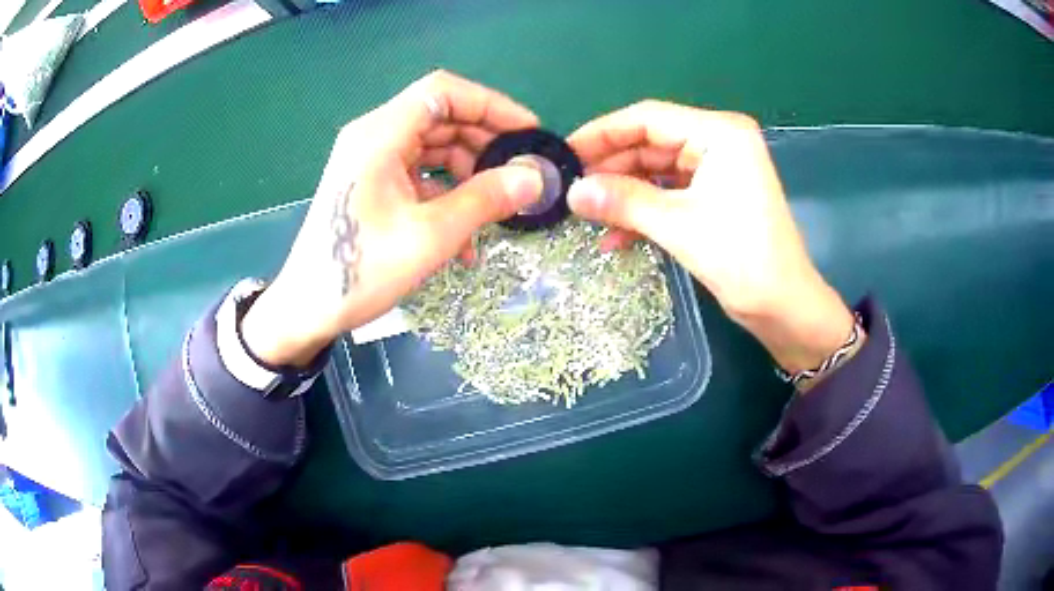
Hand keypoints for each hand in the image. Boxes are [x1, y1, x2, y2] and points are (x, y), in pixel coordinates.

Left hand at [241, 71, 543, 366]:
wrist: (308, 308)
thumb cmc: (361, 270)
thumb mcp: (430, 236)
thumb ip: (485, 200)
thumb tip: (535, 177)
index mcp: (379, 135)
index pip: (443, 92)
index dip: (491, 104)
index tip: (526, 131)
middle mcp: (373, 136)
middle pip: (440, 117)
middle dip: (485, 141)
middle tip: (521, 170)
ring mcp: (371, 160)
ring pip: (433, 145)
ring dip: (469, 171)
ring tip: (498, 205)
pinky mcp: (371, 182)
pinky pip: (418, 172)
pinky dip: (446, 192)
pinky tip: (465, 232)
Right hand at [565, 100, 855, 373]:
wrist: (784, 308)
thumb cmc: (742, 259)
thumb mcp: (678, 225)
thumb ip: (623, 201)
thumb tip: (571, 192)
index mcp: (719, 133)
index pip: (649, 118)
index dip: (602, 133)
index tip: (566, 153)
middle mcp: (719, 142)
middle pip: (650, 143)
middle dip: (611, 168)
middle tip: (571, 189)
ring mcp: (717, 170)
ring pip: (656, 171)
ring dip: (624, 194)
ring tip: (587, 214)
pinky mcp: (714, 197)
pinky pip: (669, 194)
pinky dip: (643, 212)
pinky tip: (614, 237)